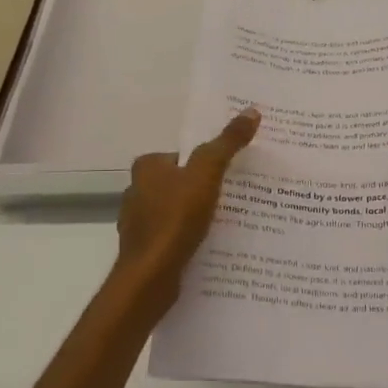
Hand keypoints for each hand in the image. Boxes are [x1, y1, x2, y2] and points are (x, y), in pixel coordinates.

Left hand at [115, 109, 259, 307]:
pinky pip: (173, 236)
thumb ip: (227, 144)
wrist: (150, 276)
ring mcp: (138, 223)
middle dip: (202, 190)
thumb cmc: (175, 219)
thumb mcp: (207, 174)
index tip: (230, 173)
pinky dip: (189, 238)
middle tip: (235, 196)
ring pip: (176, 211)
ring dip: (196, 216)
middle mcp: (136, 191)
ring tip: (228, 223)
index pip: (182, 156)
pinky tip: (209, 246)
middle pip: (179, 183)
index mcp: (146, 168)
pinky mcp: (145, 249)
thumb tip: (251, 111)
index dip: (205, 162)